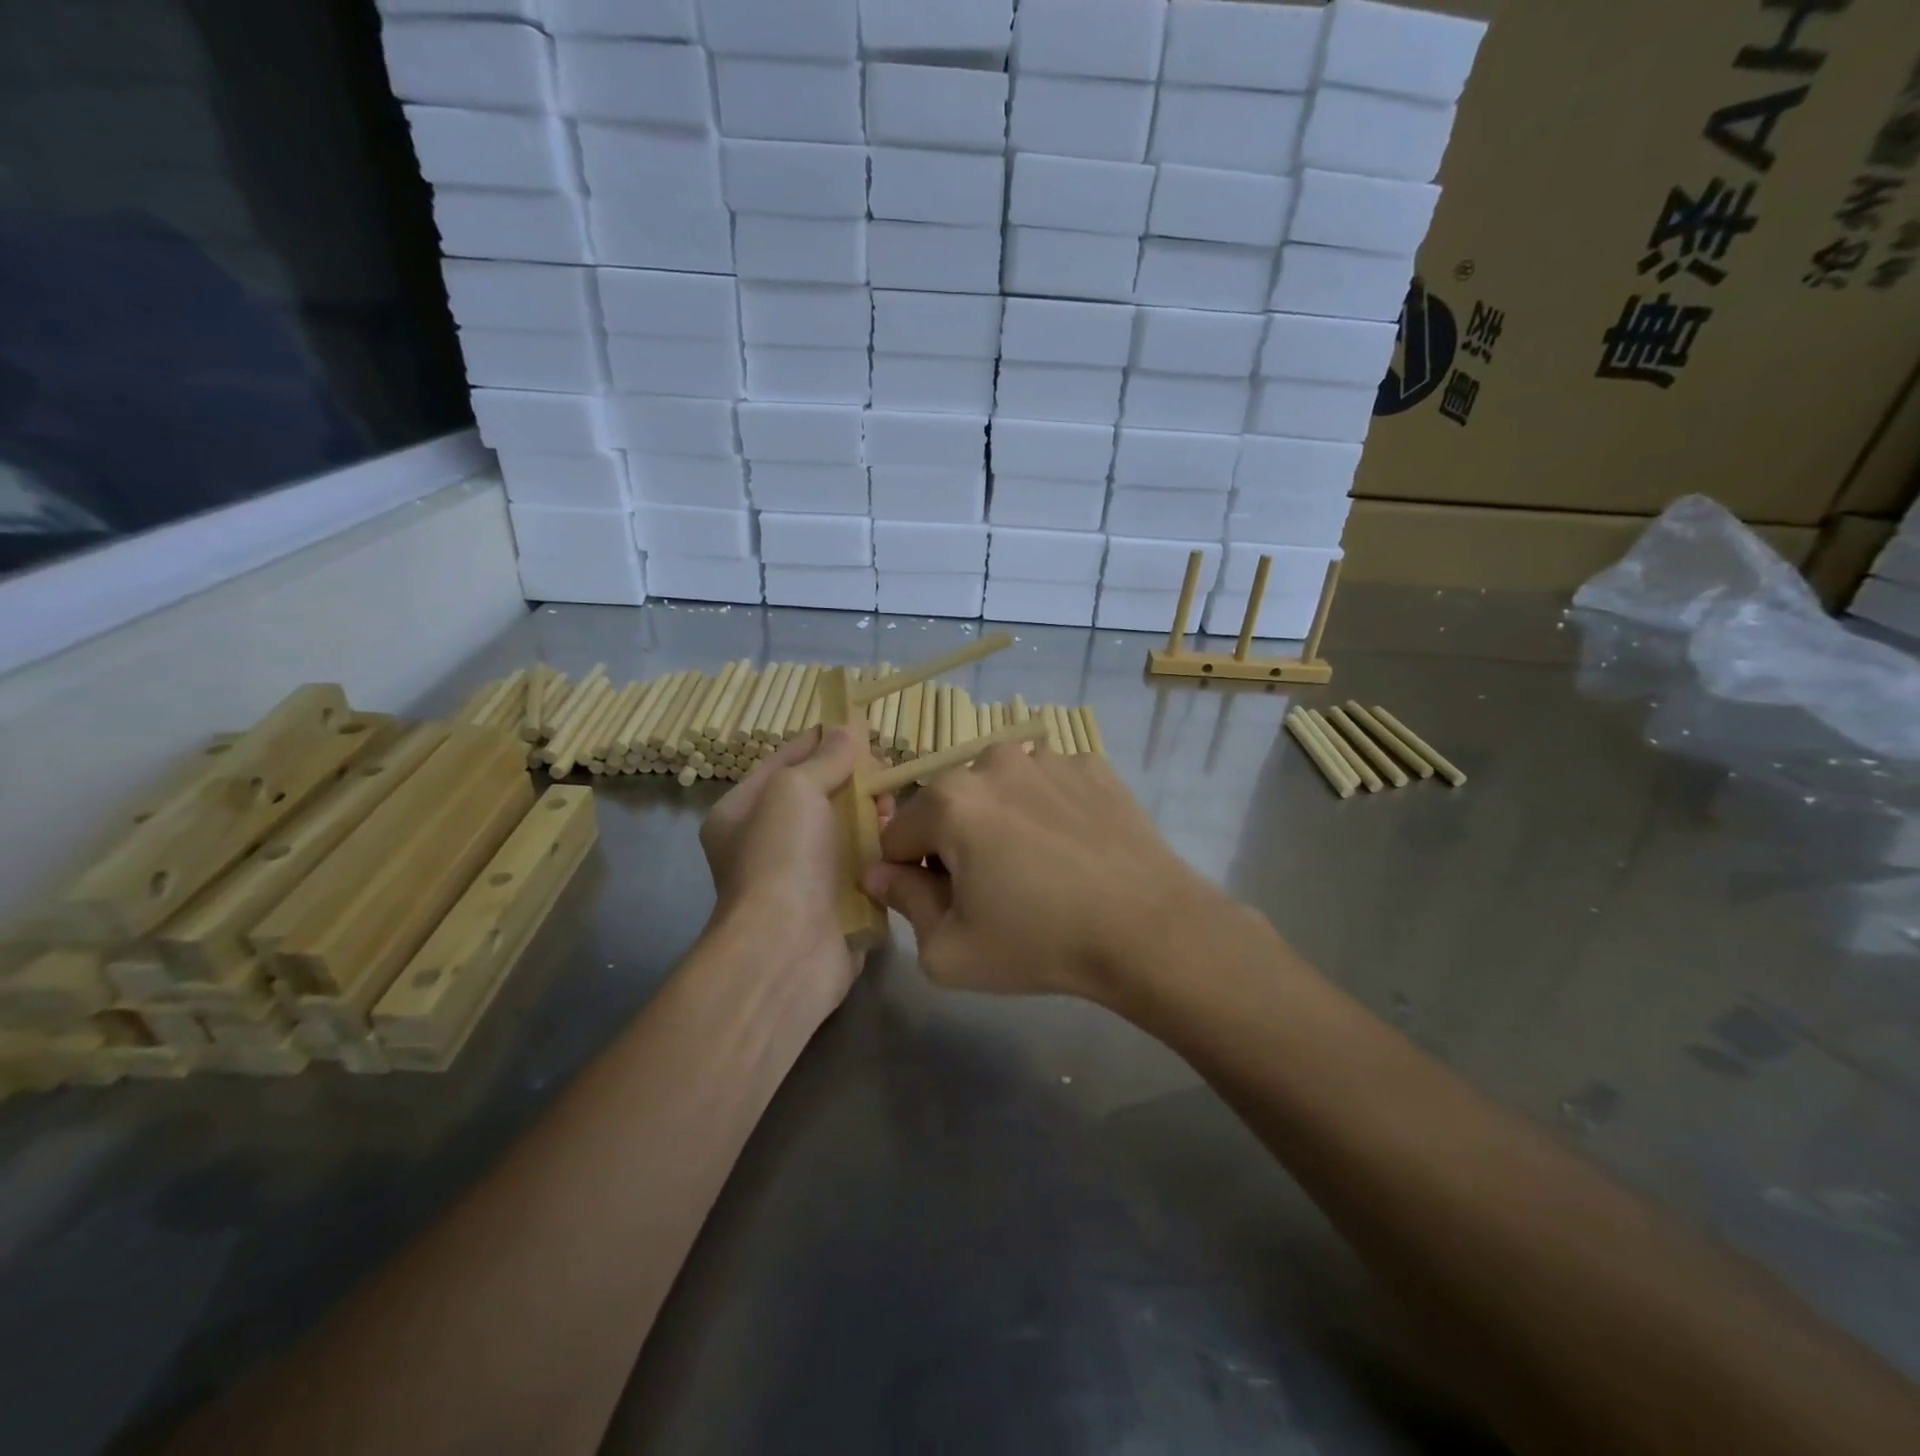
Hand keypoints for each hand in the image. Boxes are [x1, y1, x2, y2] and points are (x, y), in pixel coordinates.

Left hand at [699, 726, 873, 1010]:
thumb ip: (824, 759)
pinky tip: (900, 839)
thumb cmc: (782, 858)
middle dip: (854, 779)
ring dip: (871, 815)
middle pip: (820, 795)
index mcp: (743, 812)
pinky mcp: (837, 902)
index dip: (821, 740)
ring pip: (846, 829)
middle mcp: (770, 842)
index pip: (785, 760)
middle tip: (885, 771)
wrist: (788, 949)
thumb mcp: (794, 790)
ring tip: (894, 806)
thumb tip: (847, 732)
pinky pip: (863, 864)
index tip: (860, 727)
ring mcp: (804, 875)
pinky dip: (881, 851)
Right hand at [861, 743, 1231, 1003]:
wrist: (1149, 930)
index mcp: (949, 801)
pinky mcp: (1091, 765)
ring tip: (1037, 866)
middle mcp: (992, 761)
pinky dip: (1046, 809)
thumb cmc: (1040, 943)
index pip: (897, 835)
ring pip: (998, 789)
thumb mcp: (949, 950)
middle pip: (948, 806)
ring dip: (999, 820)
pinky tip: (1072, 848)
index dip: (908, 875)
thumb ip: (902, 903)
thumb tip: (879, 873)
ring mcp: (1048, 756)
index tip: (940, 905)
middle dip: (953, 843)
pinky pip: (1047, 785)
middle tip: (991, 889)